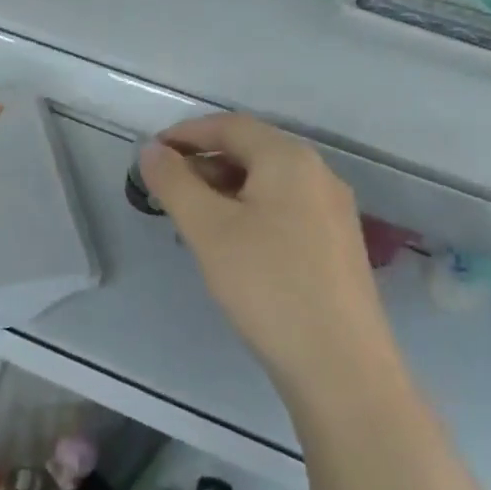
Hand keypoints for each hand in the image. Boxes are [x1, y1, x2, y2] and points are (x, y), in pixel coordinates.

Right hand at [138, 114, 400, 399]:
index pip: (230, 126)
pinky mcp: (337, 245)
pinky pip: (286, 211)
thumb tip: (152, 150)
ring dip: (226, 191)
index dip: (186, 134)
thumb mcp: (208, 229)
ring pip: (269, 184)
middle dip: (205, 165)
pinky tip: (234, 248)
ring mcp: (333, 211)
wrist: (339, 363)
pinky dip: (251, 213)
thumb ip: (175, 182)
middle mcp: (318, 174)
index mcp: (289, 159)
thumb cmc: (266, 284)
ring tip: (194, 223)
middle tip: (168, 194)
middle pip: (252, 152)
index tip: (151, 156)